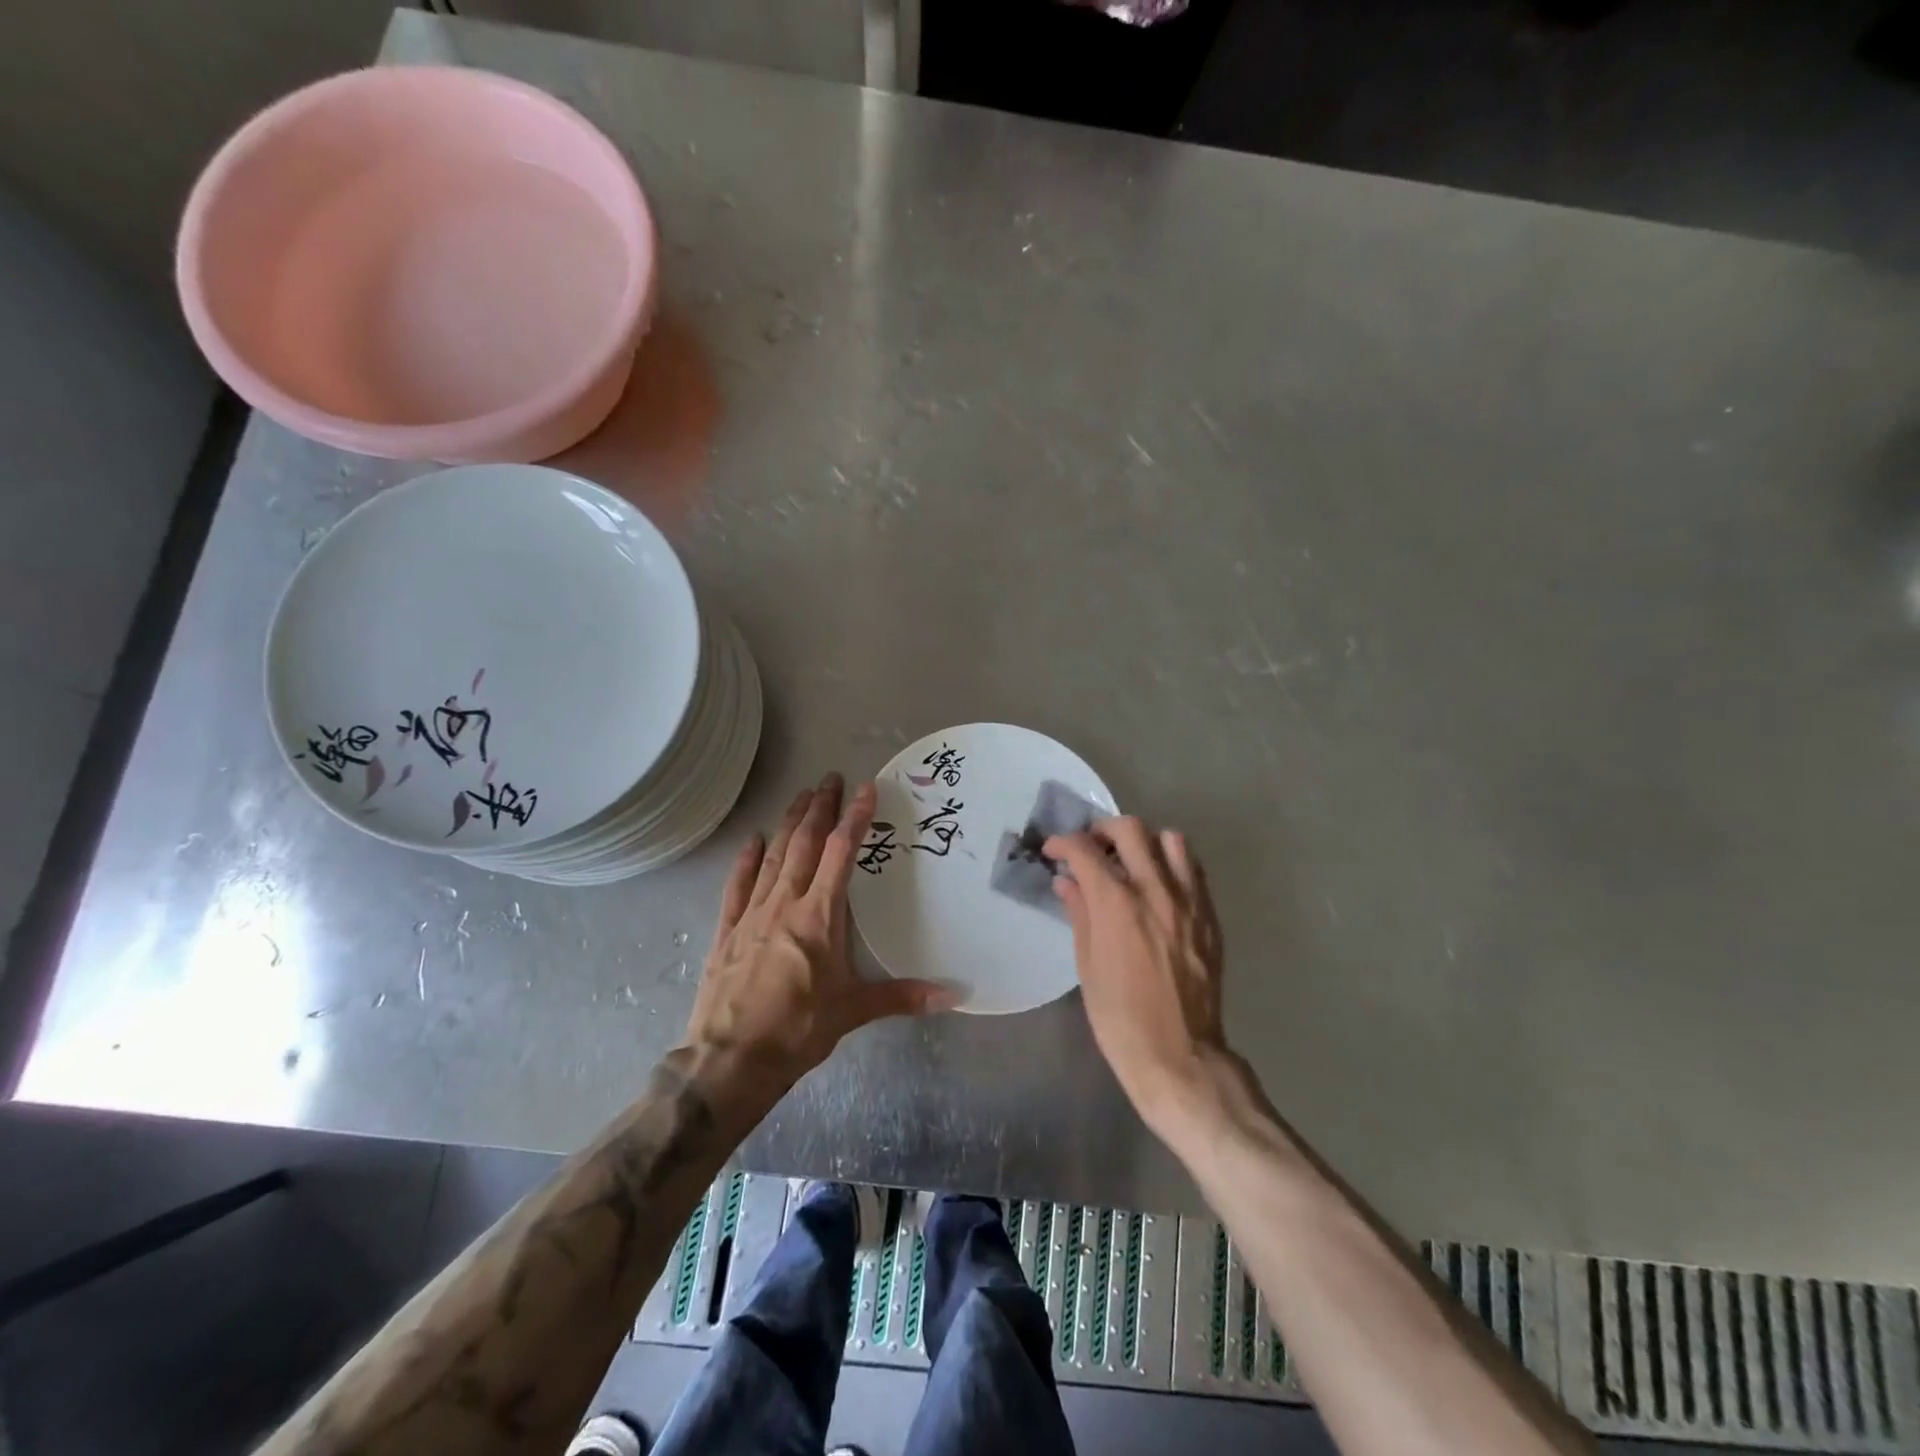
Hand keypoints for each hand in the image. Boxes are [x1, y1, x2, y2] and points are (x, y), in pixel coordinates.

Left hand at [686, 773, 956, 1098]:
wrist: (729, 1060)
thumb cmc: (797, 1030)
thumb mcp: (853, 1011)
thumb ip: (903, 997)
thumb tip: (954, 996)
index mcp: (819, 916)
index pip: (840, 854)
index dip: (855, 818)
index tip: (865, 789)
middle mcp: (785, 904)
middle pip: (804, 844)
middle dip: (820, 809)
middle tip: (830, 779)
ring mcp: (751, 914)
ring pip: (773, 857)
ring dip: (788, 824)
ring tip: (801, 796)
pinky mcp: (727, 931)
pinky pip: (737, 886)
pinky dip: (747, 860)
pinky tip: (753, 841)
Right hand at [1045, 817, 1234, 1134]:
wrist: (1180, 1055)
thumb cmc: (1119, 1017)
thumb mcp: (1087, 965)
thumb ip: (1079, 913)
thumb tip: (1067, 881)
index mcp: (1116, 904)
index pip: (1085, 850)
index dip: (1063, 843)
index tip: (1053, 851)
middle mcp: (1154, 890)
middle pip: (1130, 829)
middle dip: (1102, 830)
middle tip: (1090, 848)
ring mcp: (1188, 900)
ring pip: (1170, 839)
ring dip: (1144, 841)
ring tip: (1130, 860)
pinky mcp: (1209, 915)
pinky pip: (1193, 869)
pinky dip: (1172, 863)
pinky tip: (1158, 884)